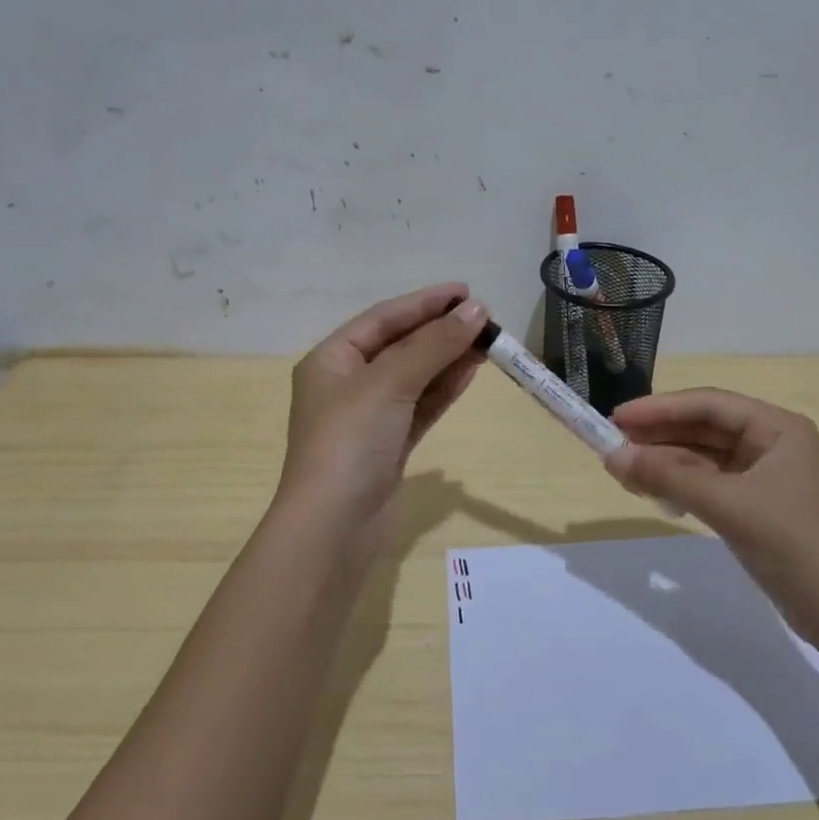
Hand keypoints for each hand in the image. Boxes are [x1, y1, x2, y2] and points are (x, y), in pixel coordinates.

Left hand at [275, 283, 489, 542]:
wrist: (333, 528)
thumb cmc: (349, 442)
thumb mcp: (389, 383)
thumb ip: (433, 345)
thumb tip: (476, 310)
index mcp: (331, 360)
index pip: (383, 319)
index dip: (425, 302)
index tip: (466, 291)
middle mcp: (347, 383)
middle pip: (401, 345)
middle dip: (440, 330)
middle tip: (484, 317)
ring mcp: (370, 416)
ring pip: (415, 376)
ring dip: (448, 357)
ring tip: (487, 340)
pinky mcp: (390, 444)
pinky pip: (421, 404)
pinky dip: (444, 388)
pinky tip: (471, 370)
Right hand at [604, 388, 818, 636]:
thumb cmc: (792, 543)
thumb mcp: (726, 505)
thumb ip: (667, 477)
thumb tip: (611, 457)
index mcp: (777, 428)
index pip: (709, 404)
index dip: (660, 408)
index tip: (617, 417)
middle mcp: (772, 443)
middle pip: (705, 427)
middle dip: (659, 435)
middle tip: (612, 442)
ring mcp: (765, 476)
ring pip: (704, 456)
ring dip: (666, 461)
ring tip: (622, 467)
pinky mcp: (756, 505)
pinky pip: (709, 482)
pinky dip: (680, 484)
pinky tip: (651, 489)